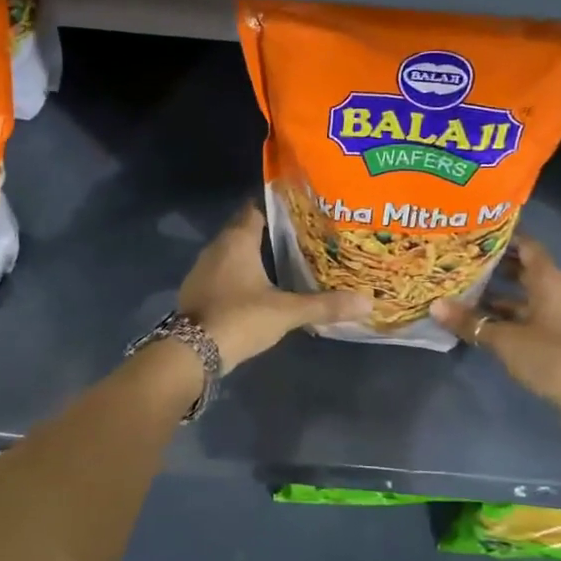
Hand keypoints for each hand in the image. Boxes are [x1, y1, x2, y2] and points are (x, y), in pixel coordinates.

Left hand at [178, 202, 368, 372]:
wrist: (192, 353)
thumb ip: (325, 305)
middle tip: (299, 236)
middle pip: (243, 229)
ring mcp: (202, 270)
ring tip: (281, 260)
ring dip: (251, 255)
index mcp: (237, 240)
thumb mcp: (286, 312)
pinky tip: (255, 287)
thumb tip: (368, 302)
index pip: (255, 209)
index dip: (276, 207)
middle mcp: (217, 247)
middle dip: (268, 231)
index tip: (299, 210)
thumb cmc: (240, 318)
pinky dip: (237, 275)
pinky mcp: (195, 291)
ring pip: (231, 252)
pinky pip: (221, 272)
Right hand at [431, 237, 560, 419]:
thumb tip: (434, 306)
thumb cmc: (549, 356)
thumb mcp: (504, 339)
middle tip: (459, 258)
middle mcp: (554, 289)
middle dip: (493, 263)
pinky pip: (525, 312)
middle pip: (522, 267)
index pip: (526, 244)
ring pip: (522, 292)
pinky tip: (478, 317)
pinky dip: (504, 312)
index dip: (502, 236)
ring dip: (496, 291)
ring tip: (462, 286)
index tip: (473, 232)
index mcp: (549, 279)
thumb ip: (470, 321)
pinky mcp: (553, 333)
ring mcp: (555, 312)